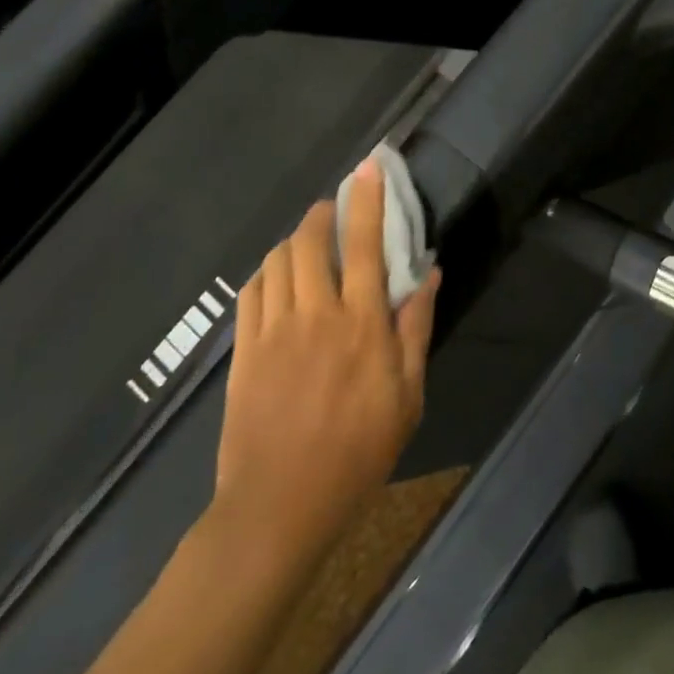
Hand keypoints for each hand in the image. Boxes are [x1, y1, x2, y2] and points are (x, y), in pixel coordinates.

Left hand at [212, 160, 440, 557]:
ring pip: (278, 258)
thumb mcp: (407, 397)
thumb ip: (416, 329)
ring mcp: (273, 330)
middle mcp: (314, 313)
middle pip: (310, 240)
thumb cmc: (357, 453)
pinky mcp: (243, 349)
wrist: (279, 506)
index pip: (363, 243)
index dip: (367, 200)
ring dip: (294, 238)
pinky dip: (267, 270)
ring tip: (308, 241)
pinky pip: (251, 290)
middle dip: (322, 212)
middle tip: (333, 208)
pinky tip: (278, 275)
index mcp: (360, 324)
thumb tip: (430, 273)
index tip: (369, 167)